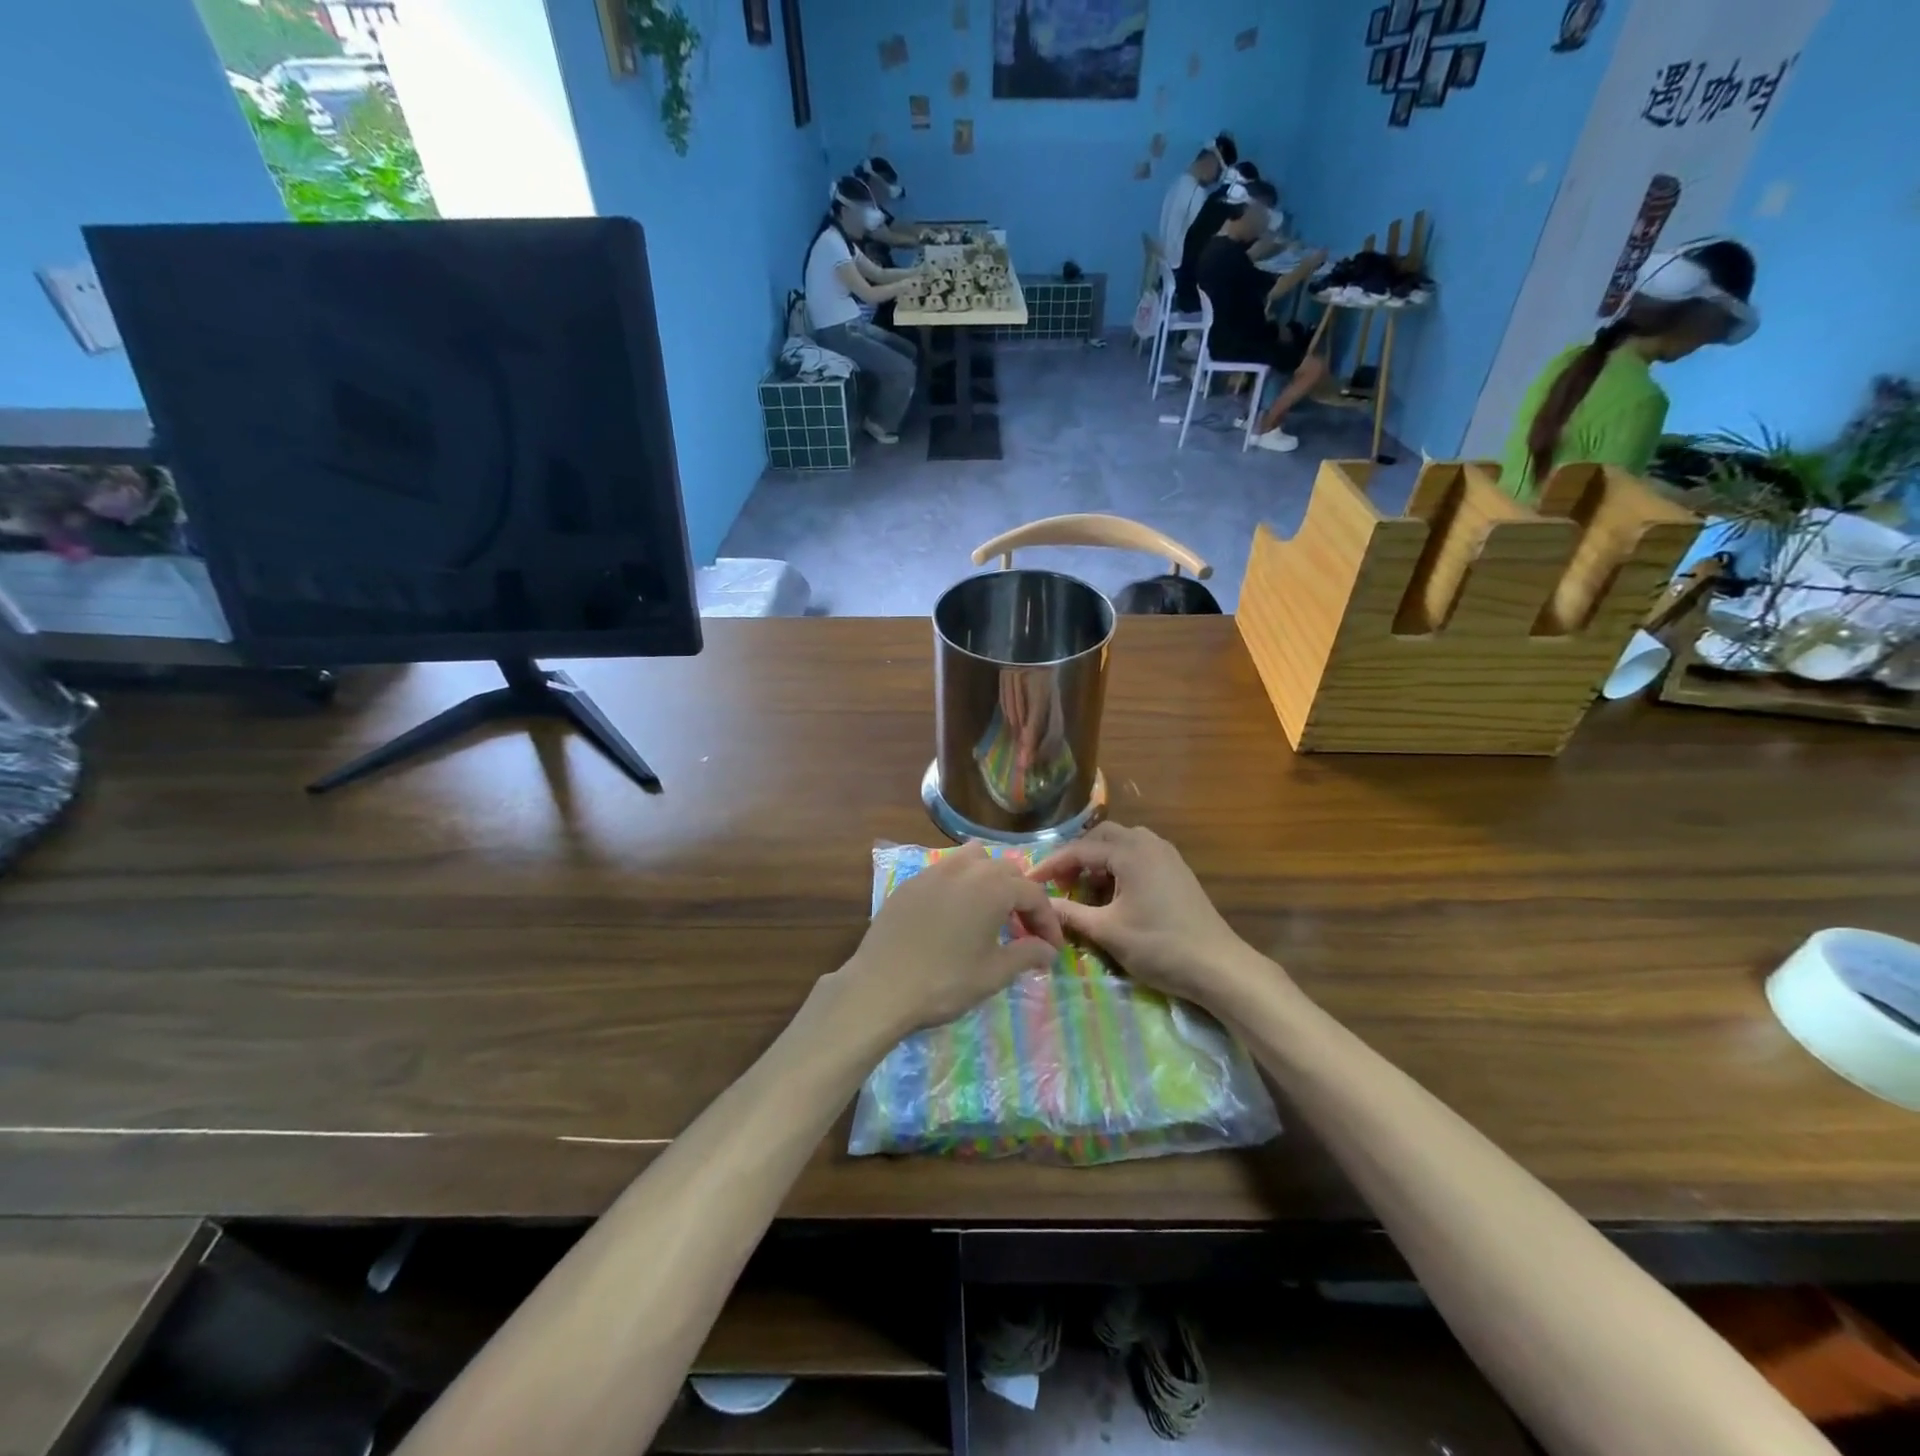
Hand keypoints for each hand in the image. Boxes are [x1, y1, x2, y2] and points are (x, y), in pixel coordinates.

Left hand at [834, 845, 1064, 1040]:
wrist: (881, 987)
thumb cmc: (945, 981)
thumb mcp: (993, 973)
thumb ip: (1026, 955)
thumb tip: (1048, 950)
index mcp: (993, 886)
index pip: (1033, 894)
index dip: (1047, 921)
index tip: (1052, 948)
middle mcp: (965, 868)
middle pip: (1006, 870)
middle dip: (1021, 897)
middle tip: (1024, 930)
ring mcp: (934, 871)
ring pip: (973, 859)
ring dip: (990, 879)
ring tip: (991, 910)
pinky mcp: (910, 882)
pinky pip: (945, 871)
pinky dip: (960, 884)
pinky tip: (955, 913)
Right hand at [1028, 823, 1258, 1004]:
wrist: (1219, 966)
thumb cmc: (1160, 945)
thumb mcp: (1108, 931)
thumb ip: (1071, 914)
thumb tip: (1040, 905)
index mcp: (1131, 852)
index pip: (1080, 849)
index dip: (1052, 864)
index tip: (1030, 881)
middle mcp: (1149, 843)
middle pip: (1101, 837)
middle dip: (1077, 857)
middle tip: (1060, 882)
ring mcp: (1167, 855)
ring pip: (1122, 844)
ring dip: (1099, 860)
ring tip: (1084, 887)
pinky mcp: (1177, 870)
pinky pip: (1139, 855)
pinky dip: (1119, 866)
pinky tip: (1113, 894)